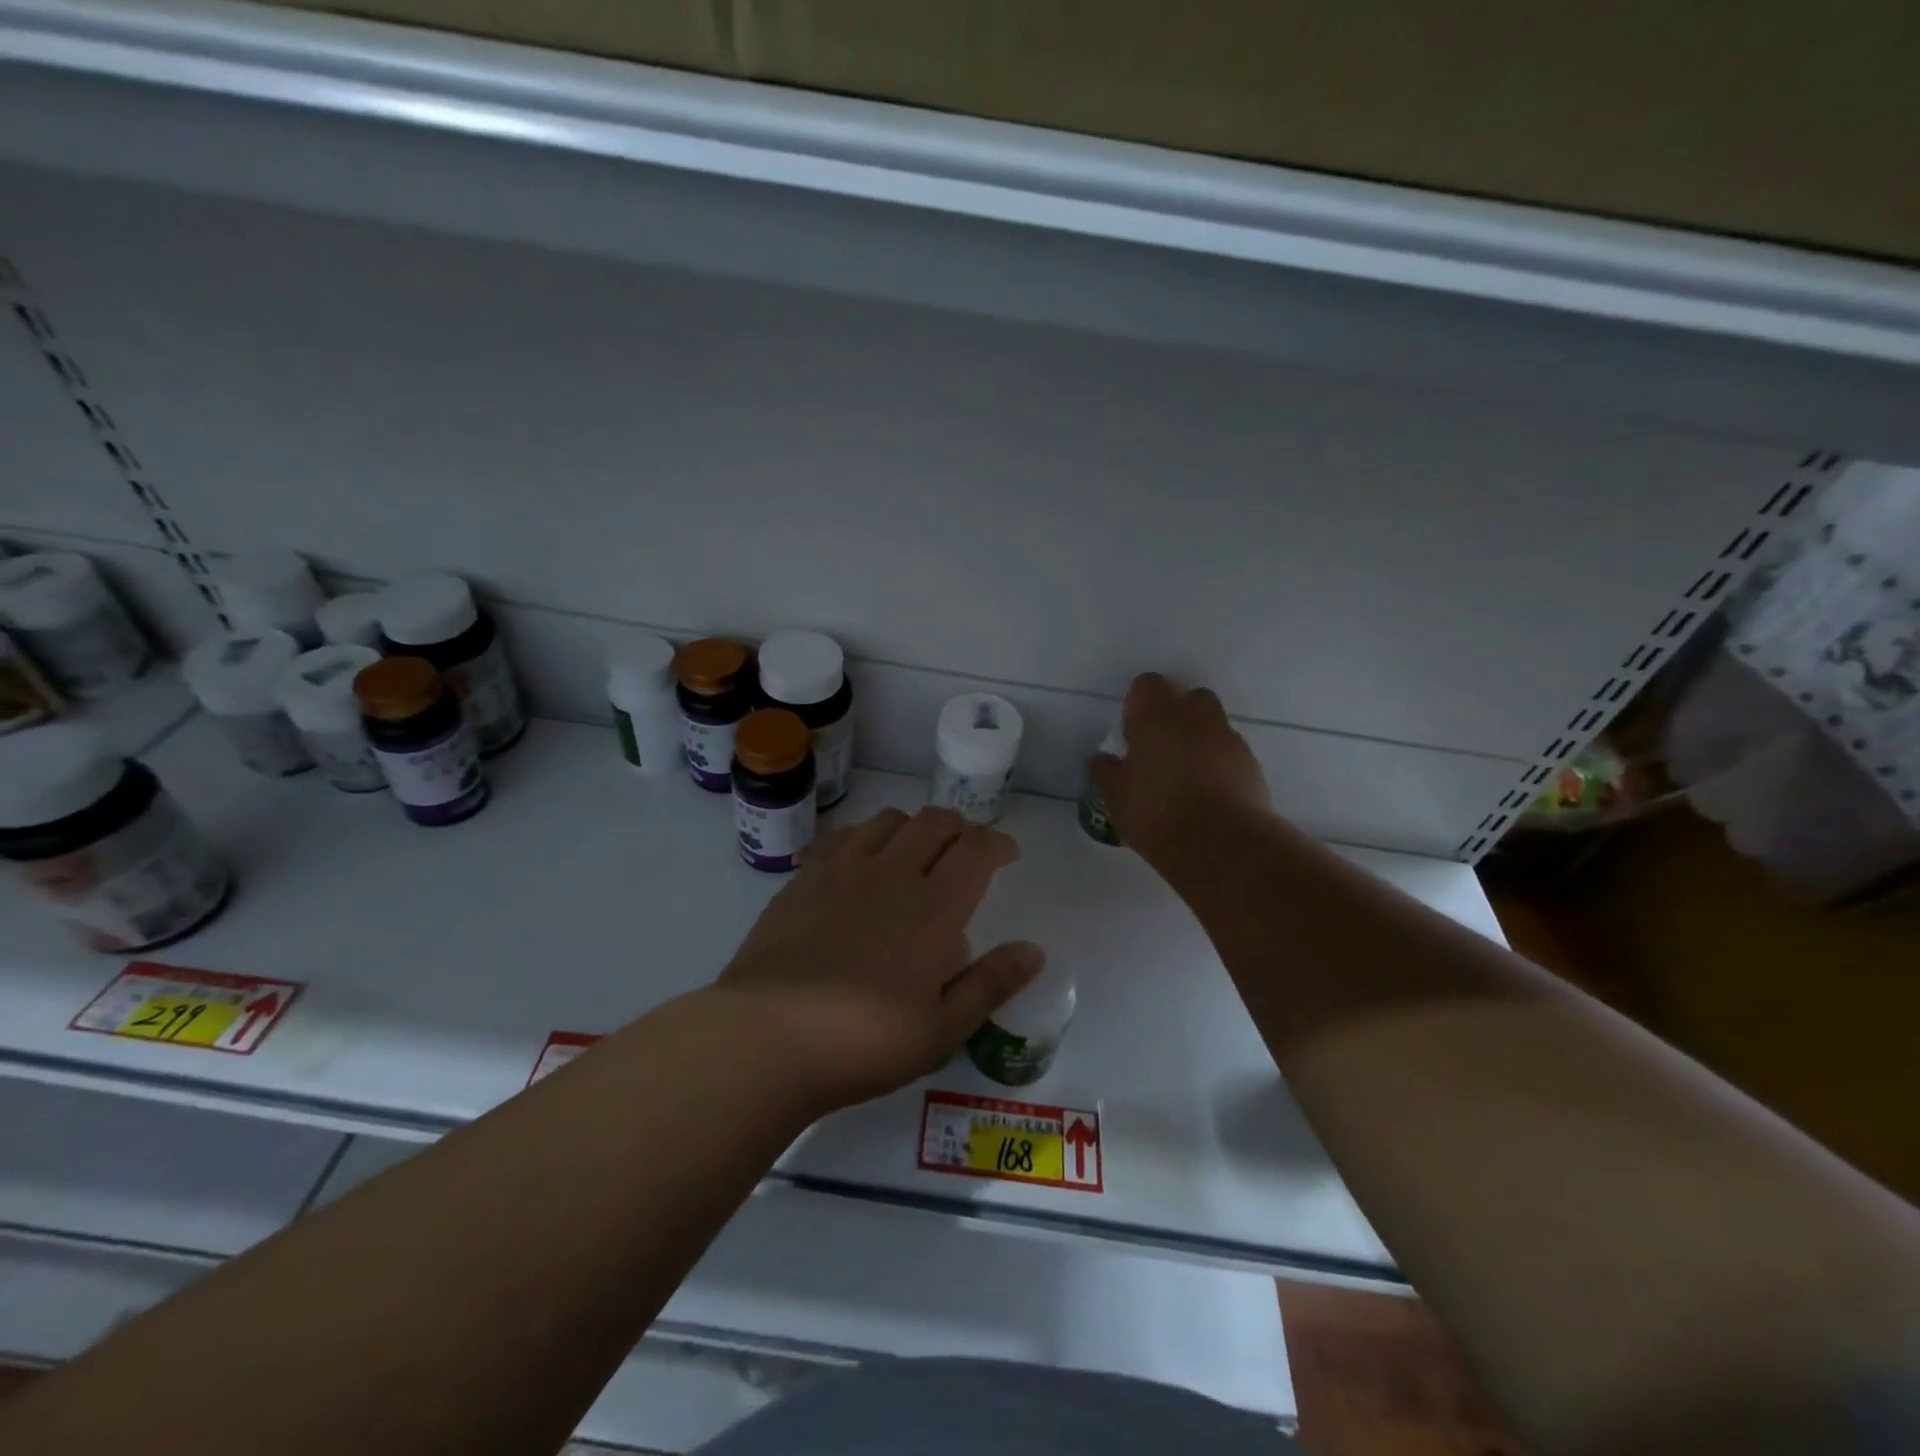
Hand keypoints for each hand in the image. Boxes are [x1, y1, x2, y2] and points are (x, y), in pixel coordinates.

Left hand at [716, 806, 1043, 1111]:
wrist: (766, 1037)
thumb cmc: (864, 1041)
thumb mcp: (941, 1029)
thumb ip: (990, 983)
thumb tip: (1033, 950)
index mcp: (933, 908)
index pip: (976, 849)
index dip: (997, 843)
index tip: (1007, 854)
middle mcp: (891, 874)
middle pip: (934, 821)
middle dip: (960, 827)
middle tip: (966, 852)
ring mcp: (843, 871)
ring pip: (888, 820)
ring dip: (913, 827)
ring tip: (915, 854)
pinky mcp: (804, 879)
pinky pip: (843, 836)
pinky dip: (866, 837)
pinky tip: (861, 864)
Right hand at [1089, 673, 1270, 866]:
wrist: (1220, 844)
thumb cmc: (1155, 813)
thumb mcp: (1115, 797)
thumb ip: (1105, 771)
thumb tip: (1102, 759)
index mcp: (1156, 716)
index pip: (1147, 684)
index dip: (1139, 704)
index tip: (1133, 732)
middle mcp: (1195, 717)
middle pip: (1189, 698)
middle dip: (1177, 716)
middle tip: (1161, 749)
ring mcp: (1228, 738)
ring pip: (1213, 725)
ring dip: (1200, 741)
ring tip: (1186, 777)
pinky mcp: (1252, 764)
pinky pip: (1231, 753)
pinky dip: (1220, 765)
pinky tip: (1209, 794)